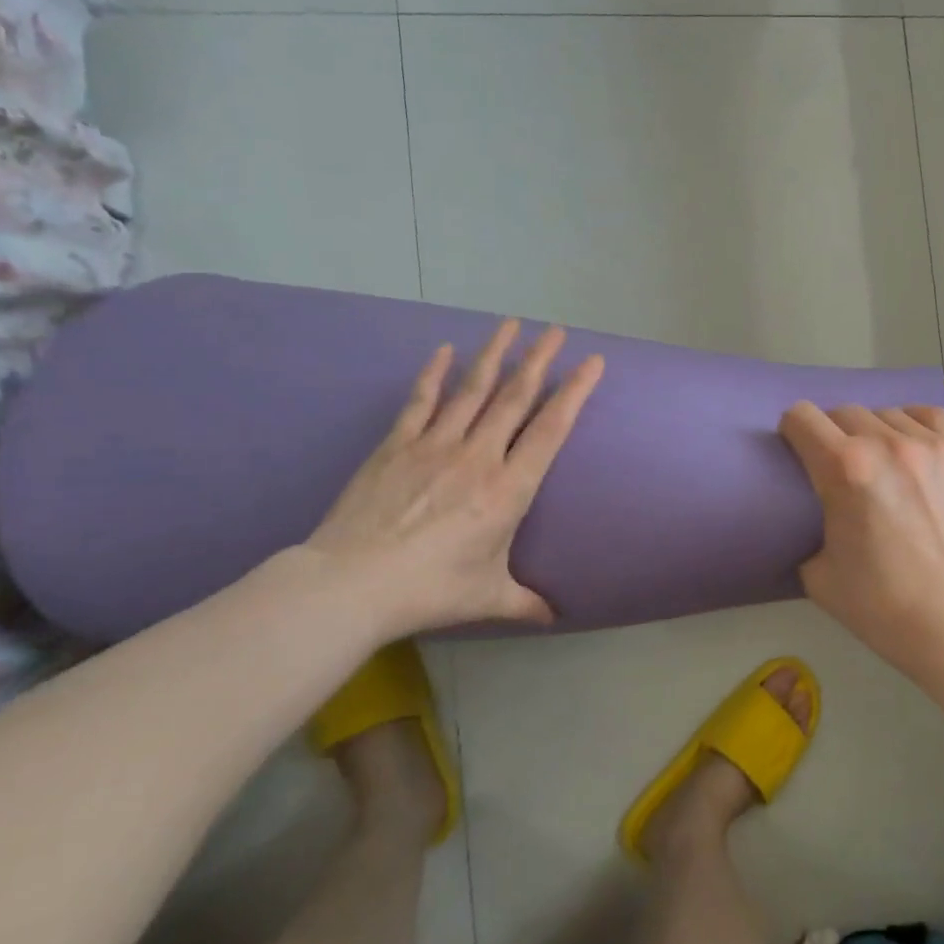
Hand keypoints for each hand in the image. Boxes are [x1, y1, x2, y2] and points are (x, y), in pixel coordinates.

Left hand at [304, 321, 602, 639]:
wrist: (351, 584)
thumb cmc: (430, 590)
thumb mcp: (487, 597)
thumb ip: (525, 602)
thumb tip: (554, 619)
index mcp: (508, 489)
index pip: (551, 429)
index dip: (575, 392)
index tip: (592, 363)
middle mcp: (479, 456)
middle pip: (515, 397)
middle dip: (539, 360)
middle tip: (556, 330)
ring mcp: (435, 445)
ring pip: (472, 389)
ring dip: (494, 354)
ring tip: (511, 324)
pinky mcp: (397, 445)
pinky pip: (420, 401)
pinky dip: (433, 374)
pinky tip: (443, 350)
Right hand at [778, 401, 943, 681]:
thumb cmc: (883, 607)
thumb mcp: (817, 574)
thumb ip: (807, 529)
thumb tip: (815, 512)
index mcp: (845, 469)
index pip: (801, 418)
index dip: (791, 432)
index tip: (796, 451)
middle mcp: (886, 445)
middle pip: (842, 412)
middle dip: (830, 434)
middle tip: (837, 467)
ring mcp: (931, 446)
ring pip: (885, 413)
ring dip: (872, 433)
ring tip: (880, 464)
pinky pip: (929, 415)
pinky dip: (912, 425)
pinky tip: (911, 448)